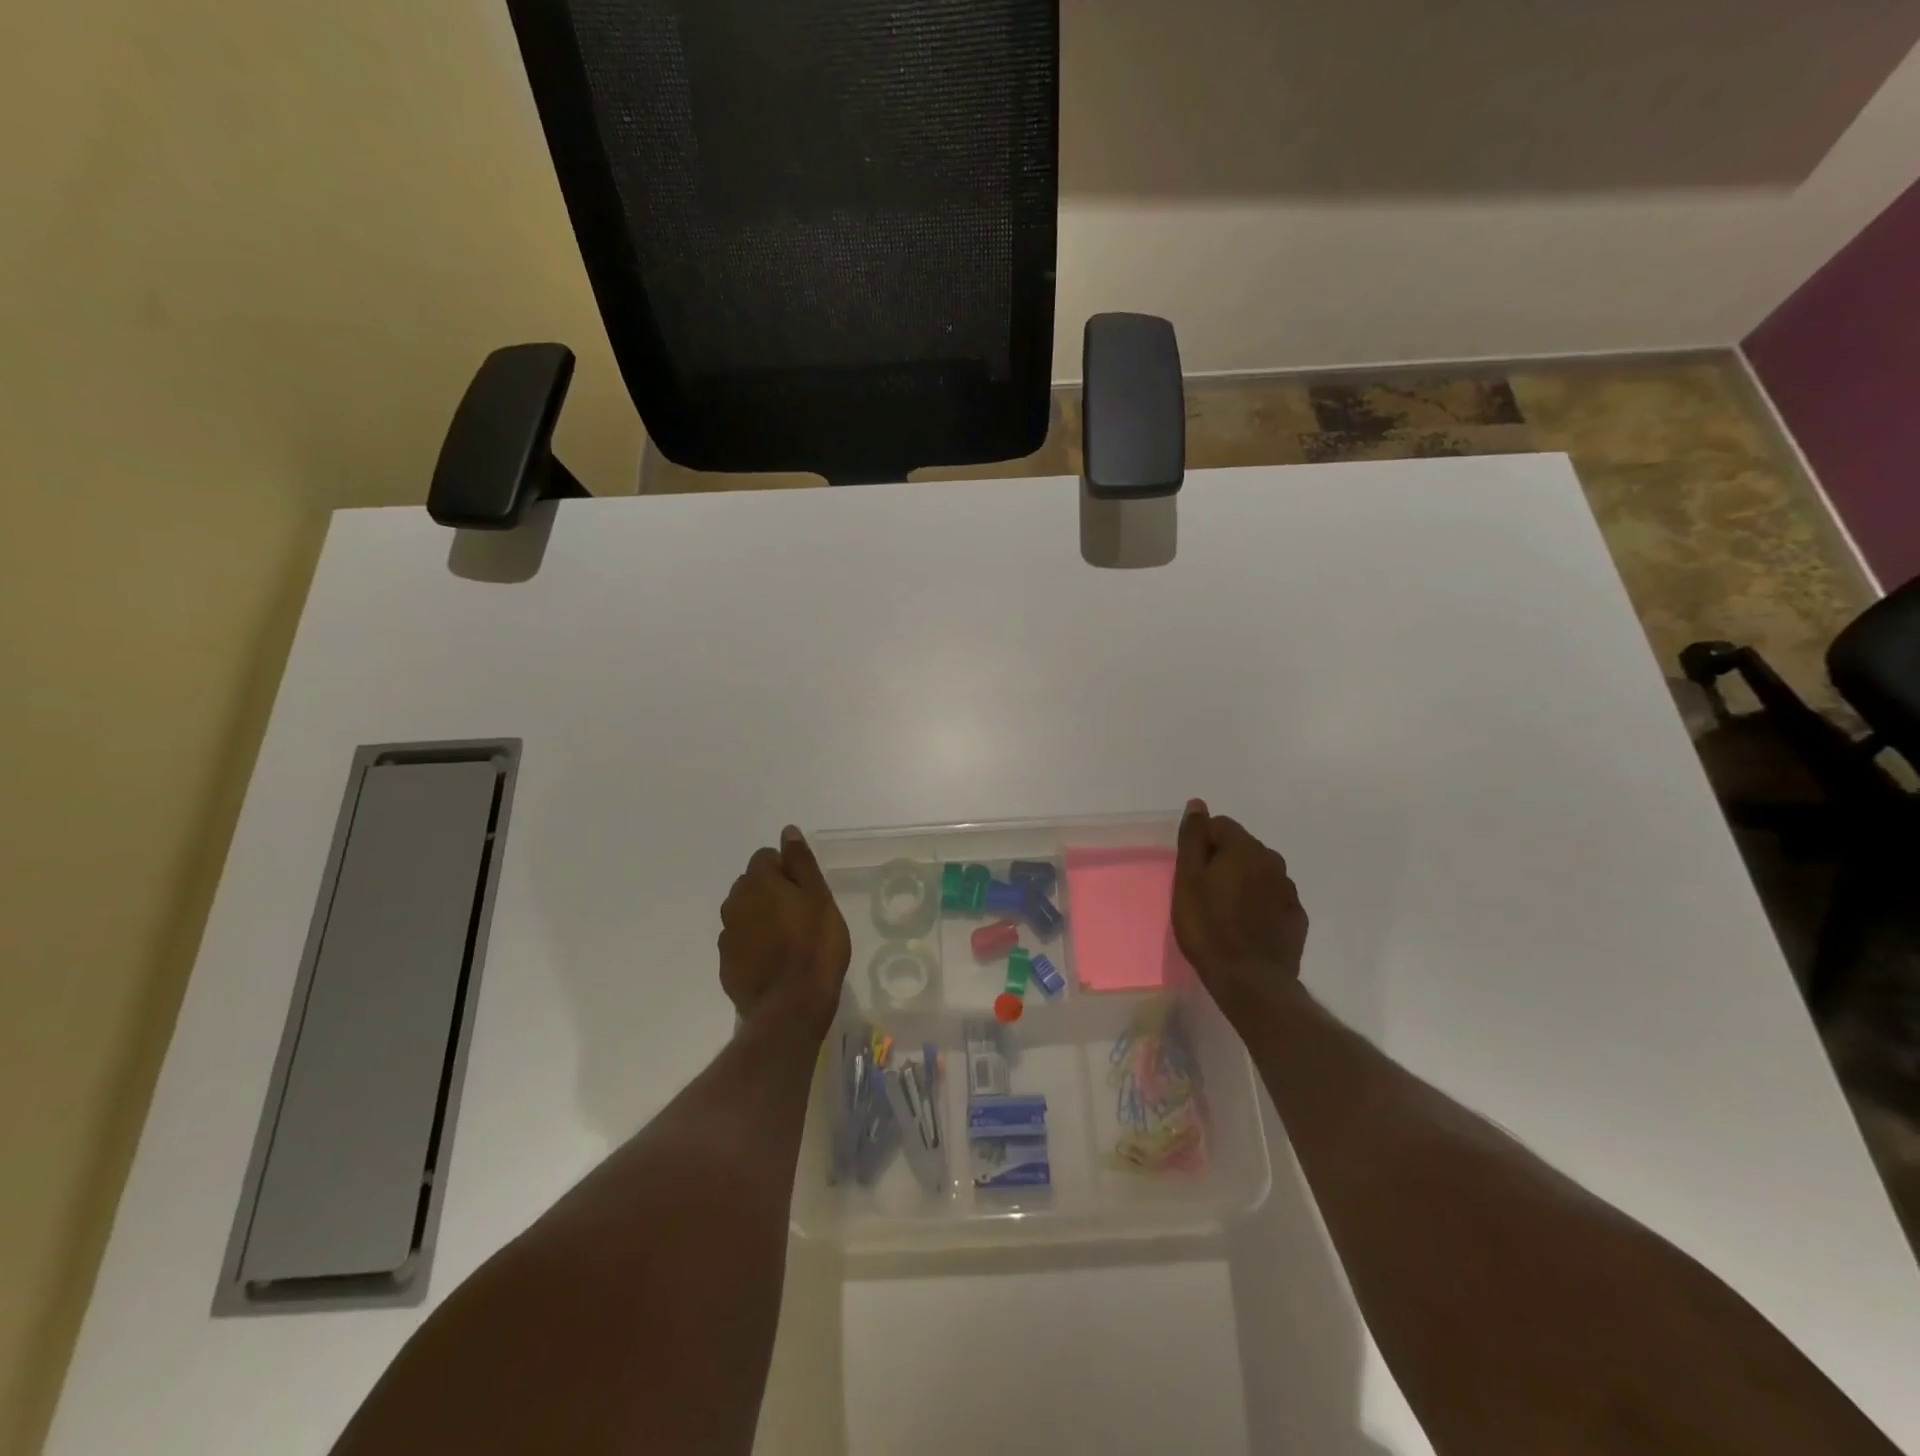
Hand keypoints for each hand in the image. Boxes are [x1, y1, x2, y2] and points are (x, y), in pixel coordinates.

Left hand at [719, 826, 850, 1036]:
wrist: (792, 1006)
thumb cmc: (815, 945)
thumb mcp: (819, 897)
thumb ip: (800, 862)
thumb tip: (787, 831)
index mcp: (758, 882)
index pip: (765, 857)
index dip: (787, 869)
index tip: (805, 890)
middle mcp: (734, 903)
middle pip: (751, 884)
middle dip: (770, 891)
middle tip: (800, 914)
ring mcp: (726, 936)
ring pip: (743, 914)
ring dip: (760, 918)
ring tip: (788, 940)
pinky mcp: (726, 965)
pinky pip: (740, 943)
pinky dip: (754, 945)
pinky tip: (775, 962)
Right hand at [1173, 798, 1308, 1023]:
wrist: (1250, 981)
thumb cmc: (1209, 926)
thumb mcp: (1188, 879)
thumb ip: (1194, 838)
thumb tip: (1198, 804)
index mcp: (1245, 848)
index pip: (1220, 825)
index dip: (1201, 845)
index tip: (1191, 873)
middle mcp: (1273, 861)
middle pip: (1241, 848)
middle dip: (1223, 862)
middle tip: (1204, 893)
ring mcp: (1289, 891)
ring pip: (1259, 873)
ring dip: (1243, 883)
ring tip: (1225, 912)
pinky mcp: (1296, 918)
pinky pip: (1273, 899)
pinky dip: (1259, 905)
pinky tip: (1246, 927)